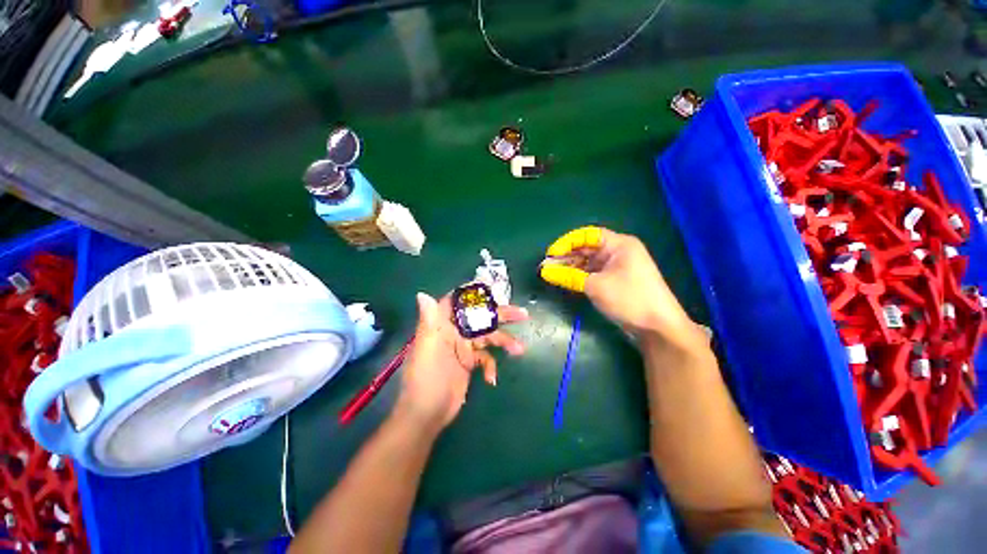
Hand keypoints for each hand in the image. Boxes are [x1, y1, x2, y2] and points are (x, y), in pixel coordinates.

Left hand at [396, 292, 528, 430]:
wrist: (427, 414)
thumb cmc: (426, 378)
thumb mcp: (427, 348)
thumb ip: (428, 321)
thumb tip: (422, 294)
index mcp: (442, 325)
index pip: (457, 302)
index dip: (472, 293)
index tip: (492, 288)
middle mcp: (454, 332)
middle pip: (480, 318)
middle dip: (500, 315)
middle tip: (522, 314)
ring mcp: (463, 348)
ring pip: (488, 338)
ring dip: (504, 342)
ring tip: (520, 349)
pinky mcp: (470, 363)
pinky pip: (486, 358)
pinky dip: (491, 365)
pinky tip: (491, 378)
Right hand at [539, 226, 698, 344]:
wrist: (657, 327)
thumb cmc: (629, 299)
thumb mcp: (595, 286)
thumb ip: (569, 276)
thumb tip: (545, 271)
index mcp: (619, 244)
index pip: (588, 235)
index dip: (567, 242)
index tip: (551, 254)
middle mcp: (618, 252)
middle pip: (587, 248)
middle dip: (567, 256)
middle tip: (547, 267)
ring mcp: (618, 267)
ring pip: (589, 262)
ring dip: (571, 267)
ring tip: (553, 274)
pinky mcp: (616, 281)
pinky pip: (594, 273)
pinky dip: (580, 276)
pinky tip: (566, 281)